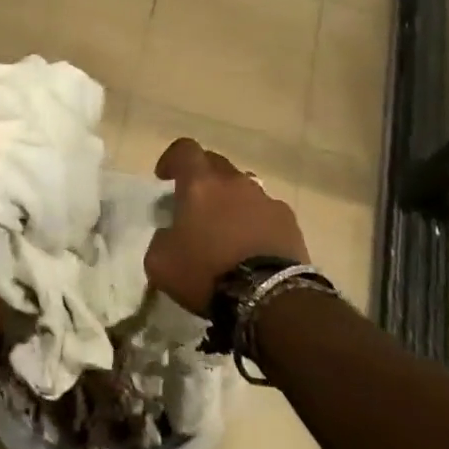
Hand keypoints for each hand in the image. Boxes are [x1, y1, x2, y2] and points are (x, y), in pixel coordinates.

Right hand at [146, 137, 308, 313]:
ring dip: (231, 199)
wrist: (269, 299)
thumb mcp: (160, 262)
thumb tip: (170, 233)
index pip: (184, 150)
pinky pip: (266, 210)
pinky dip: (256, 220)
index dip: (172, 159)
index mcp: (199, 184)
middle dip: (202, 178)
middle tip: (195, 204)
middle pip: (215, 163)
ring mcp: (265, 199)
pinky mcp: (288, 220)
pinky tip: (253, 246)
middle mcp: (233, 182)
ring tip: (226, 228)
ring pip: (243, 186)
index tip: (165, 179)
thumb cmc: (207, 273)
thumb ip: (160, 238)